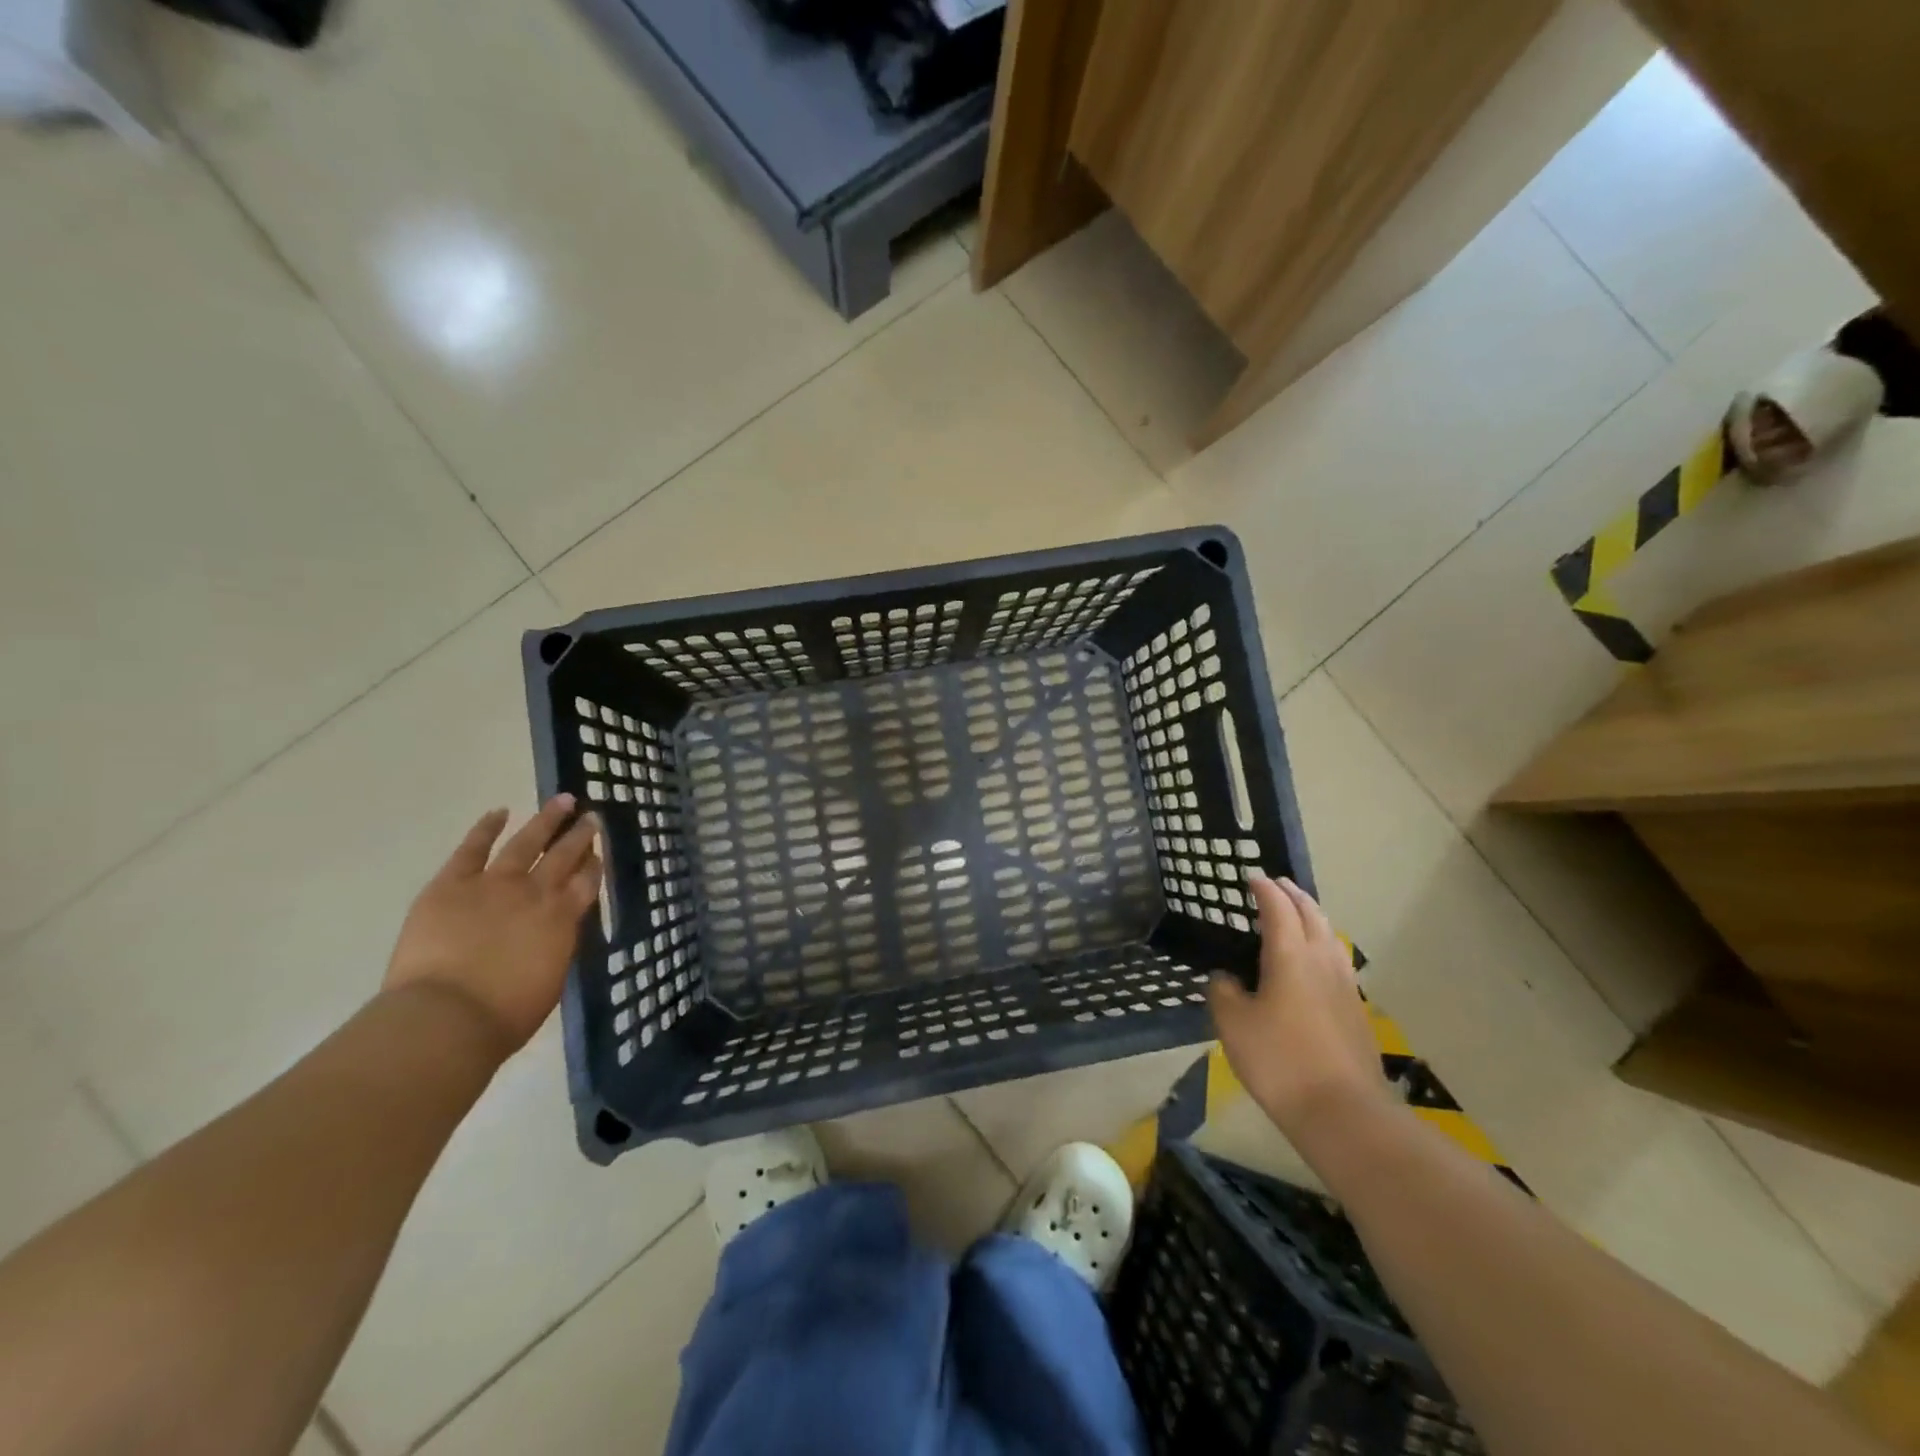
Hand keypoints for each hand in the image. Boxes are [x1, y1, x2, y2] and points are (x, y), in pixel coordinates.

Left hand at [383, 797, 601, 1053]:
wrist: (447, 1018)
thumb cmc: (504, 1015)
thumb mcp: (549, 980)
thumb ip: (555, 947)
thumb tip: (555, 933)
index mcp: (562, 919)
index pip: (587, 883)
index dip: (594, 866)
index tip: (599, 852)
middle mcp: (535, 893)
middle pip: (564, 856)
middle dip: (579, 836)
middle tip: (592, 818)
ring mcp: (494, 884)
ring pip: (526, 842)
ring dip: (546, 820)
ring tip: (563, 800)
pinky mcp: (452, 885)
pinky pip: (472, 849)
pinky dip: (486, 828)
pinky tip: (499, 811)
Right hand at [1209, 875, 1391, 1139]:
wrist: (1343, 1112)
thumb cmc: (1280, 1061)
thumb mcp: (1233, 1024)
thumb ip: (1224, 992)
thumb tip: (1227, 978)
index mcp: (1290, 955)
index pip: (1278, 908)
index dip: (1264, 890)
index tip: (1252, 877)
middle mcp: (1322, 961)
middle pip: (1312, 915)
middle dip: (1294, 895)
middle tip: (1277, 885)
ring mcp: (1345, 985)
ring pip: (1331, 936)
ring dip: (1313, 917)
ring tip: (1298, 915)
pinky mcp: (1356, 1010)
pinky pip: (1337, 960)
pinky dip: (1322, 945)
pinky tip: (1315, 963)